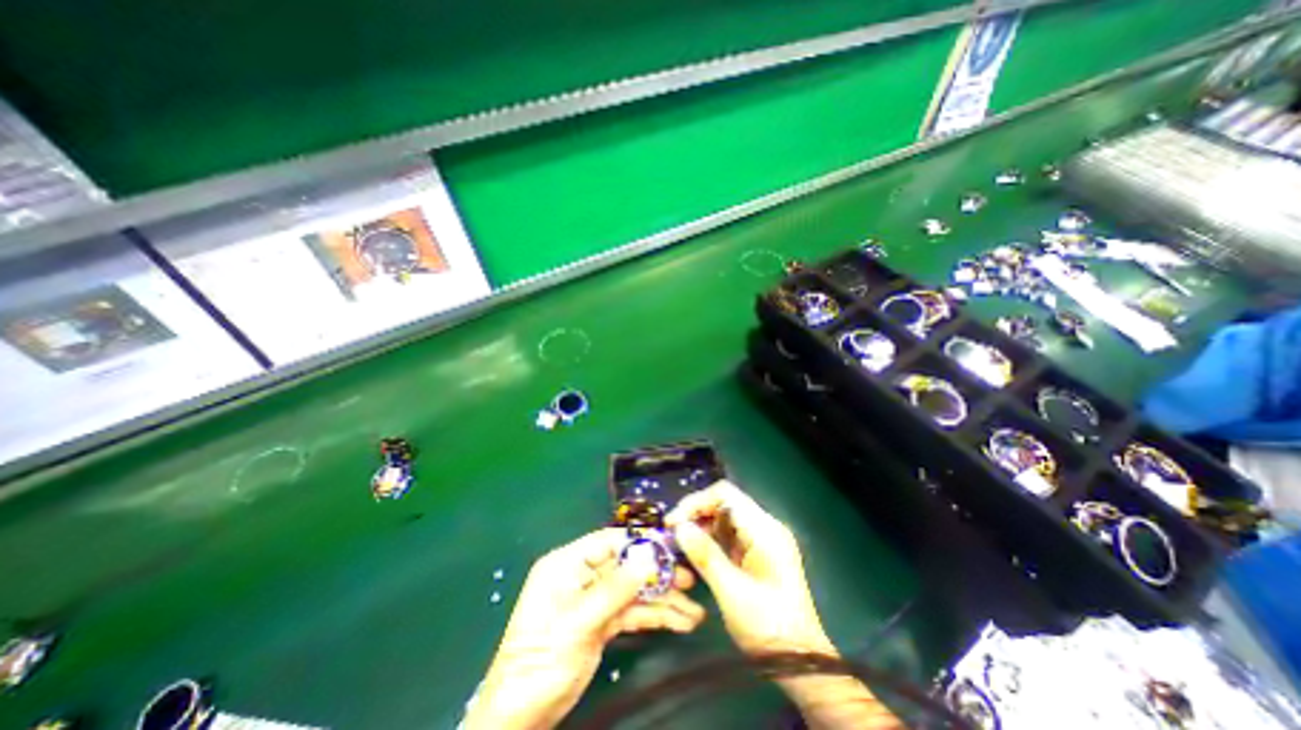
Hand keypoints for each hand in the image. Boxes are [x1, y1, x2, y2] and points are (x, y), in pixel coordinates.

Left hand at [457, 530, 700, 729]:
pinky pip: (633, 612)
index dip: (639, 541)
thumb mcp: (578, 623)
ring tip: (694, 609)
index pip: (608, 542)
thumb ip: (614, 589)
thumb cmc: (541, 661)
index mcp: (567, 564)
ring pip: (634, 591)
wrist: (521, 717)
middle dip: (658, 574)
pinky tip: (680, 621)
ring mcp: (594, 600)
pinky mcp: (603, 622)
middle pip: (626, 566)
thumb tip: (648, 558)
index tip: (670, 546)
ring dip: (663, 599)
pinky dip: (655, 616)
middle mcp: (583, 576)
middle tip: (690, 579)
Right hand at [665, 483, 901, 725]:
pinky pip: (730, 533)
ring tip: (681, 542)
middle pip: (725, 502)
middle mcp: (766, 526)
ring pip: (726, 516)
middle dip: (697, 513)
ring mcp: (764, 539)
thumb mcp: (732, 592)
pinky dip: (712, 537)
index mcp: (765, 530)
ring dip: (702, 525)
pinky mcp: (759, 551)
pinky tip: (697, 550)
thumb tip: (679, 528)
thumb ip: (705, 556)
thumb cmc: (768, 627)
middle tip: (673, 532)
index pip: (725, 495)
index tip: (674, 522)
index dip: (696, 502)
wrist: (801, 661)